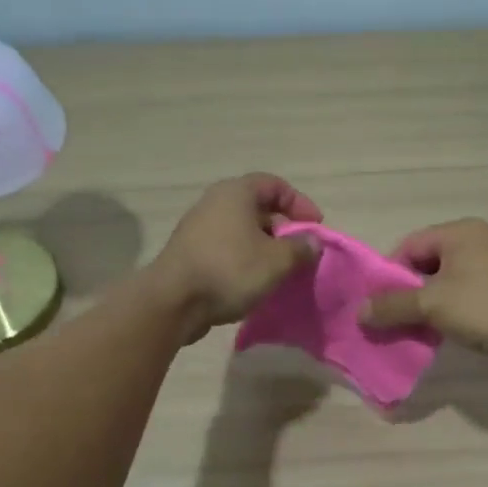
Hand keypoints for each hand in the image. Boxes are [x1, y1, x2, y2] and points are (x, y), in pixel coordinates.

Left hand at [150, 174, 322, 340]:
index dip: (299, 203)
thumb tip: (312, 242)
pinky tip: (253, 283)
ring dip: (264, 248)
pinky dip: (244, 260)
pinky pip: (226, 249)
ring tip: (279, 271)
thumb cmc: (230, 270)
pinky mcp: (189, 253)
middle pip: (257, 208)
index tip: (315, 227)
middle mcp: (214, 203)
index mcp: (236, 193)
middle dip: (282, 229)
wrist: (173, 301)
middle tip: (299, 252)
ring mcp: (198, 228)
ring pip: (241, 231)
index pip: (275, 185)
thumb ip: (300, 248)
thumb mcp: (276, 261)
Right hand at [359, 219, 487, 363]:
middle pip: (424, 265)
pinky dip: (444, 314)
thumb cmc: (486, 306)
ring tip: (408, 330)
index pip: (408, 245)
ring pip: (441, 284)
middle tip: (387, 319)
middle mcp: (474, 243)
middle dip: (403, 293)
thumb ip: (393, 306)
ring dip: (422, 307)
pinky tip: (434, 335)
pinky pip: (459, 299)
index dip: (388, 273)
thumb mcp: (432, 304)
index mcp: (459, 233)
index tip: (376, 302)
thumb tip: (359, 312)